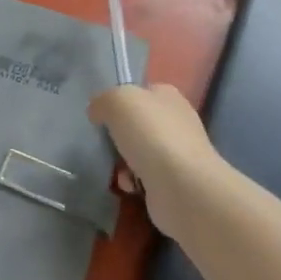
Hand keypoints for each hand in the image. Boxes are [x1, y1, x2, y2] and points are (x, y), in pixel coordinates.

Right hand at [88, 83, 224, 235]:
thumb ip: (103, 101)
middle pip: (136, 125)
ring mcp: (177, 153)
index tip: (103, 115)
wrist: (182, 187)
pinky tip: (130, 186)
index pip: (140, 91)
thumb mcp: (118, 101)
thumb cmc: (151, 135)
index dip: (119, 101)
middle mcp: (176, 121)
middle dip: (118, 136)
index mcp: (167, 96)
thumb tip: (98, 112)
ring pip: (137, 152)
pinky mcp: (173, 182)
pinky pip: (142, 178)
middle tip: (107, 143)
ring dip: (121, 162)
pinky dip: (131, 182)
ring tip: (118, 169)